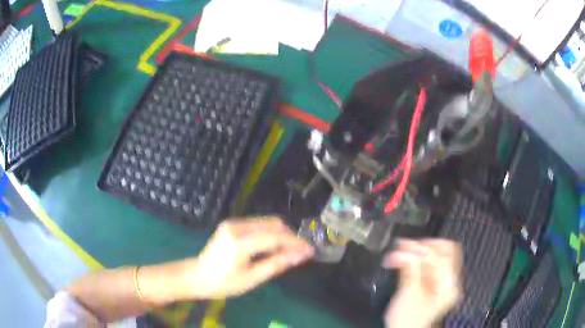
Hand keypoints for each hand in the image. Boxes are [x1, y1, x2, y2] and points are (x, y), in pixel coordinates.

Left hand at [183, 217, 313, 298]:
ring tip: (290, 250)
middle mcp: (236, 226)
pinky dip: (270, 233)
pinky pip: (258, 224)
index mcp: (239, 243)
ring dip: (281, 234)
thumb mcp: (252, 279)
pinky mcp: (232, 224)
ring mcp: (233, 223)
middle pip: (273, 224)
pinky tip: (274, 246)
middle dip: (290, 237)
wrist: (197, 276)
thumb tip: (301, 256)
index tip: (310, 250)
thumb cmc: (224, 283)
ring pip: (267, 222)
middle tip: (300, 252)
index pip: (274, 237)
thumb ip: (276, 264)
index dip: (295, 243)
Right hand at [383, 239, 461, 327]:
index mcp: (448, 285)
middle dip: (425, 246)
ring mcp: (443, 283)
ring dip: (419, 252)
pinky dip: (417, 260)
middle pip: (445, 251)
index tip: (406, 246)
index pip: (444, 254)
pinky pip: (429, 265)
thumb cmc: (408, 321)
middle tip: (407, 245)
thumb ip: (410, 270)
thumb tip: (406, 250)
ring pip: (437, 257)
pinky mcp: (434, 285)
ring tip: (402, 251)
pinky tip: (405, 260)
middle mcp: (449, 282)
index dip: (424, 247)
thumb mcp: (408, 295)